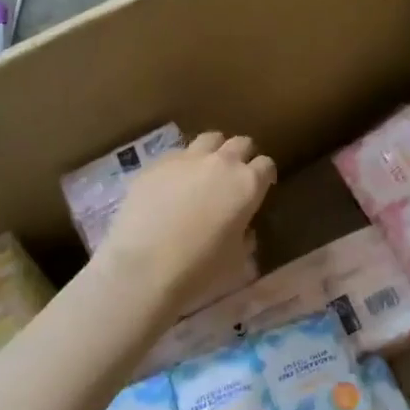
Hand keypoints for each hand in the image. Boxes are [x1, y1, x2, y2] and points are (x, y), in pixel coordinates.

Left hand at [96, 132, 275, 318]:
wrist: (143, 268)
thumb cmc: (200, 270)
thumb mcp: (237, 260)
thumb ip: (245, 237)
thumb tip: (243, 230)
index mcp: (248, 184)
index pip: (266, 165)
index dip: (264, 176)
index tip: (260, 188)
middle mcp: (221, 162)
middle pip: (240, 143)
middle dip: (241, 156)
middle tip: (234, 177)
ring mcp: (186, 159)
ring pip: (208, 139)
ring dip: (212, 151)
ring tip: (204, 172)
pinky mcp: (155, 164)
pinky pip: (176, 155)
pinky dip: (180, 165)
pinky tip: (170, 186)